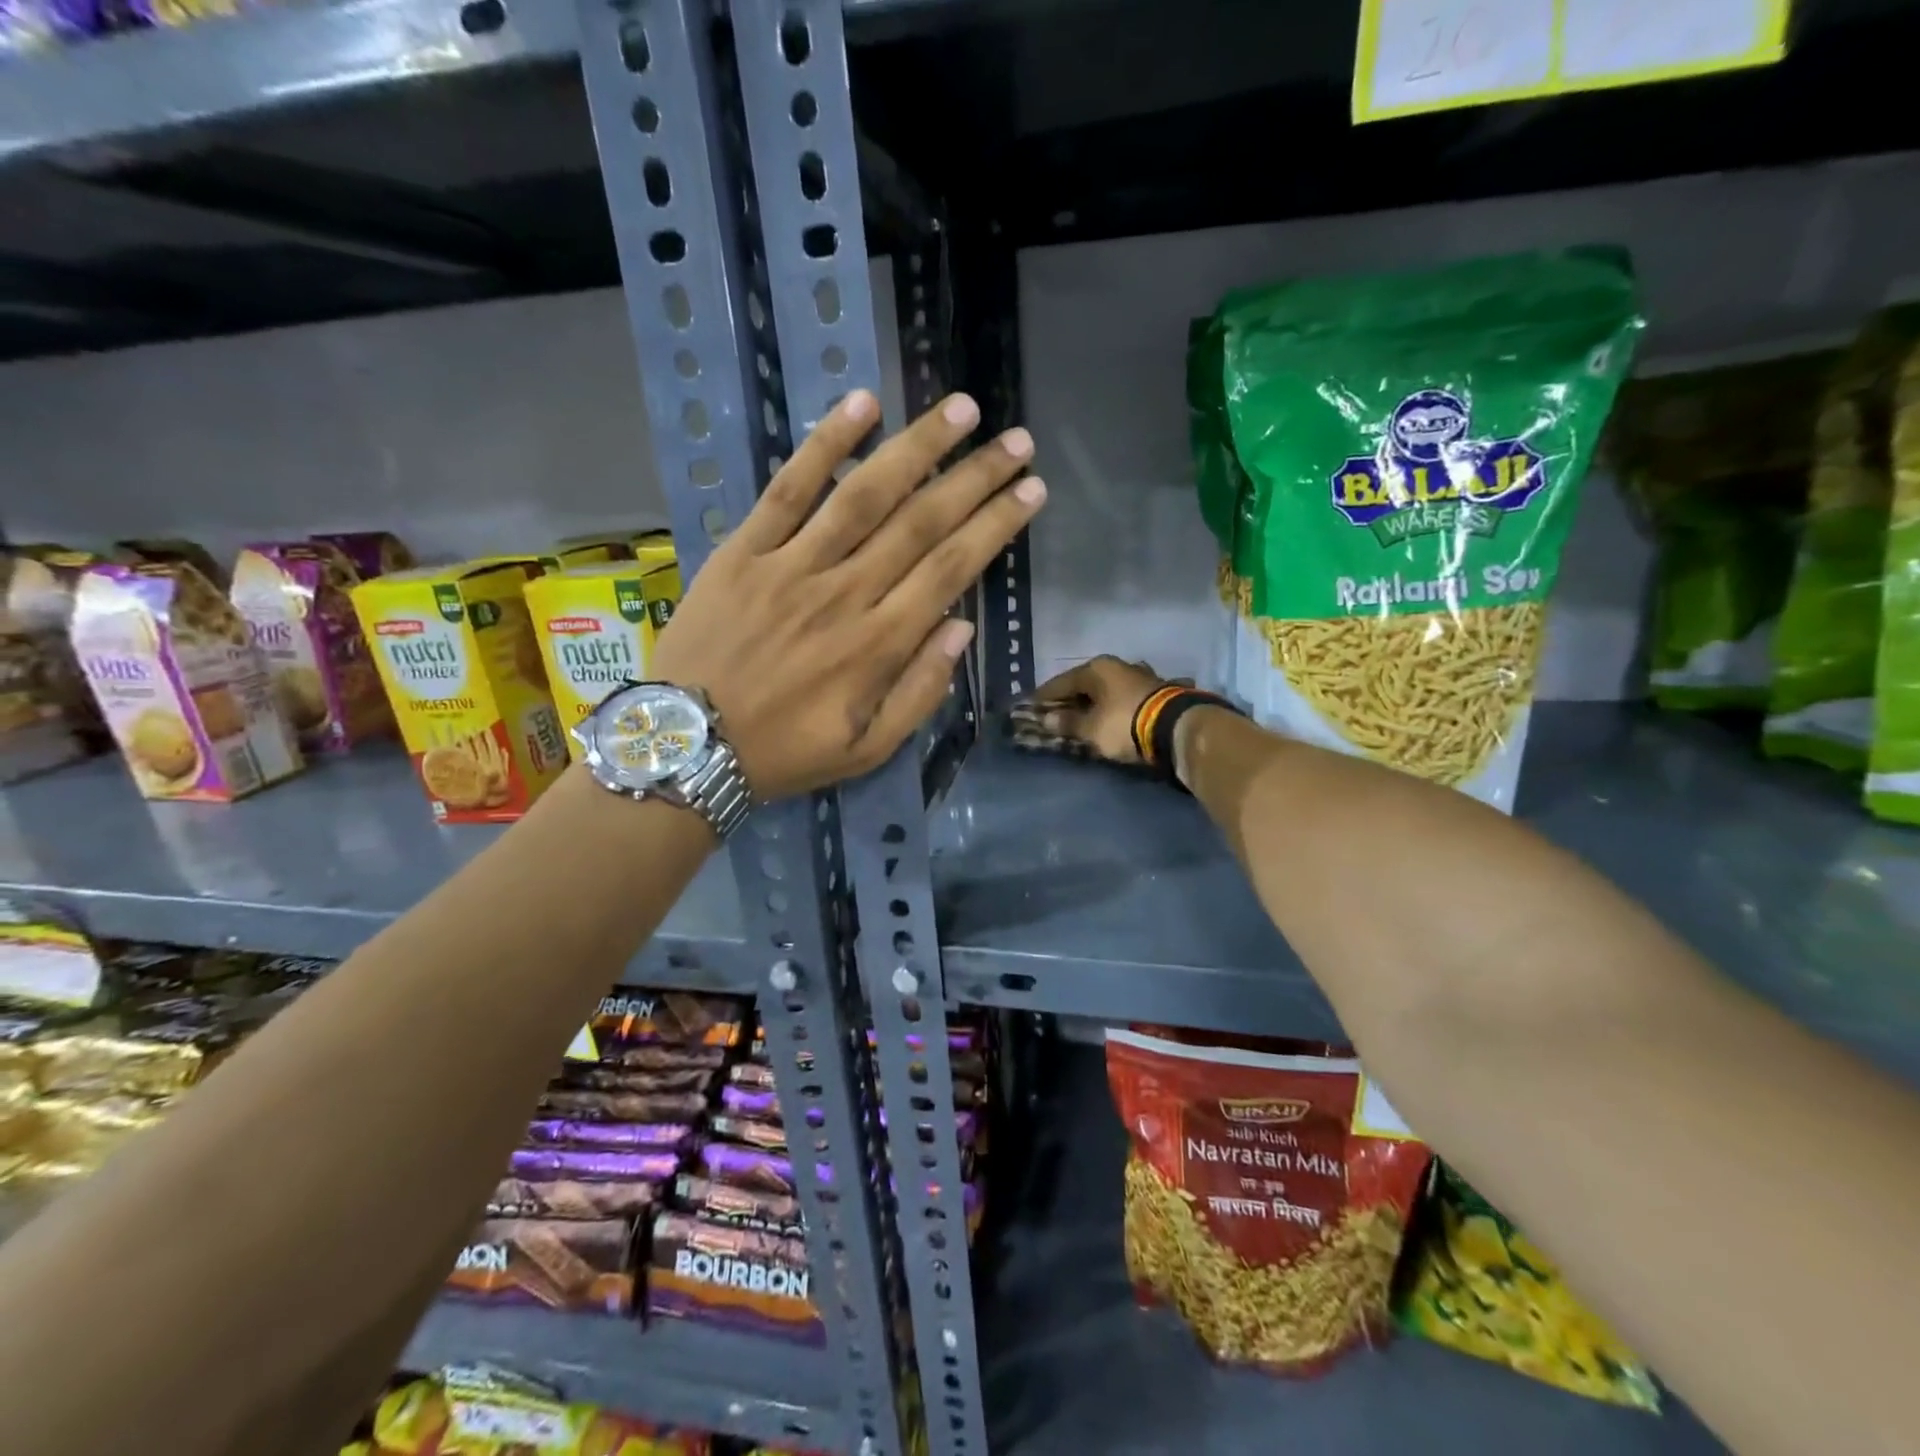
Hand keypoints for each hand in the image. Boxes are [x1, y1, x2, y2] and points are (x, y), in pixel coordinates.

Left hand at [650, 389, 1044, 798]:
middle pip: (921, 522)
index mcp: (878, 645)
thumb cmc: (785, 752)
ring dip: (918, 447)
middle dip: (976, 478)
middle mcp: (844, 594)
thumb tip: (961, 627)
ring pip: (865, 493)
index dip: (995, 525)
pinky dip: (825, 444)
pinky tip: (862, 403)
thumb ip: (920, 691)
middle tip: (1017, 441)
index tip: (1031, 490)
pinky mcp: (745, 549)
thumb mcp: (868, 749)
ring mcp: (792, 565)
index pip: (951, 569)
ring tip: (962, 410)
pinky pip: (788, 488)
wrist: (687, 746)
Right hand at [1026, 656, 1165, 762]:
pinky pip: (1123, 698)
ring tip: (1083, 717)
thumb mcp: (1091, 728)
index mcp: (1096, 668)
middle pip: (1085, 684)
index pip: (1061, 682)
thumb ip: (1068, 723)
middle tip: (1055, 714)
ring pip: (1106, 690)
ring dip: (1094, 702)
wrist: (1177, 727)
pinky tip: (1109, 716)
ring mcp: (1140, 676)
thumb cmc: (1123, 723)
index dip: (1044, 697)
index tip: (1030, 707)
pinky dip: (1113, 707)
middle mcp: (1117, 666)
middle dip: (1070, 699)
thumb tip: (1048, 719)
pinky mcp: (1157, 691)